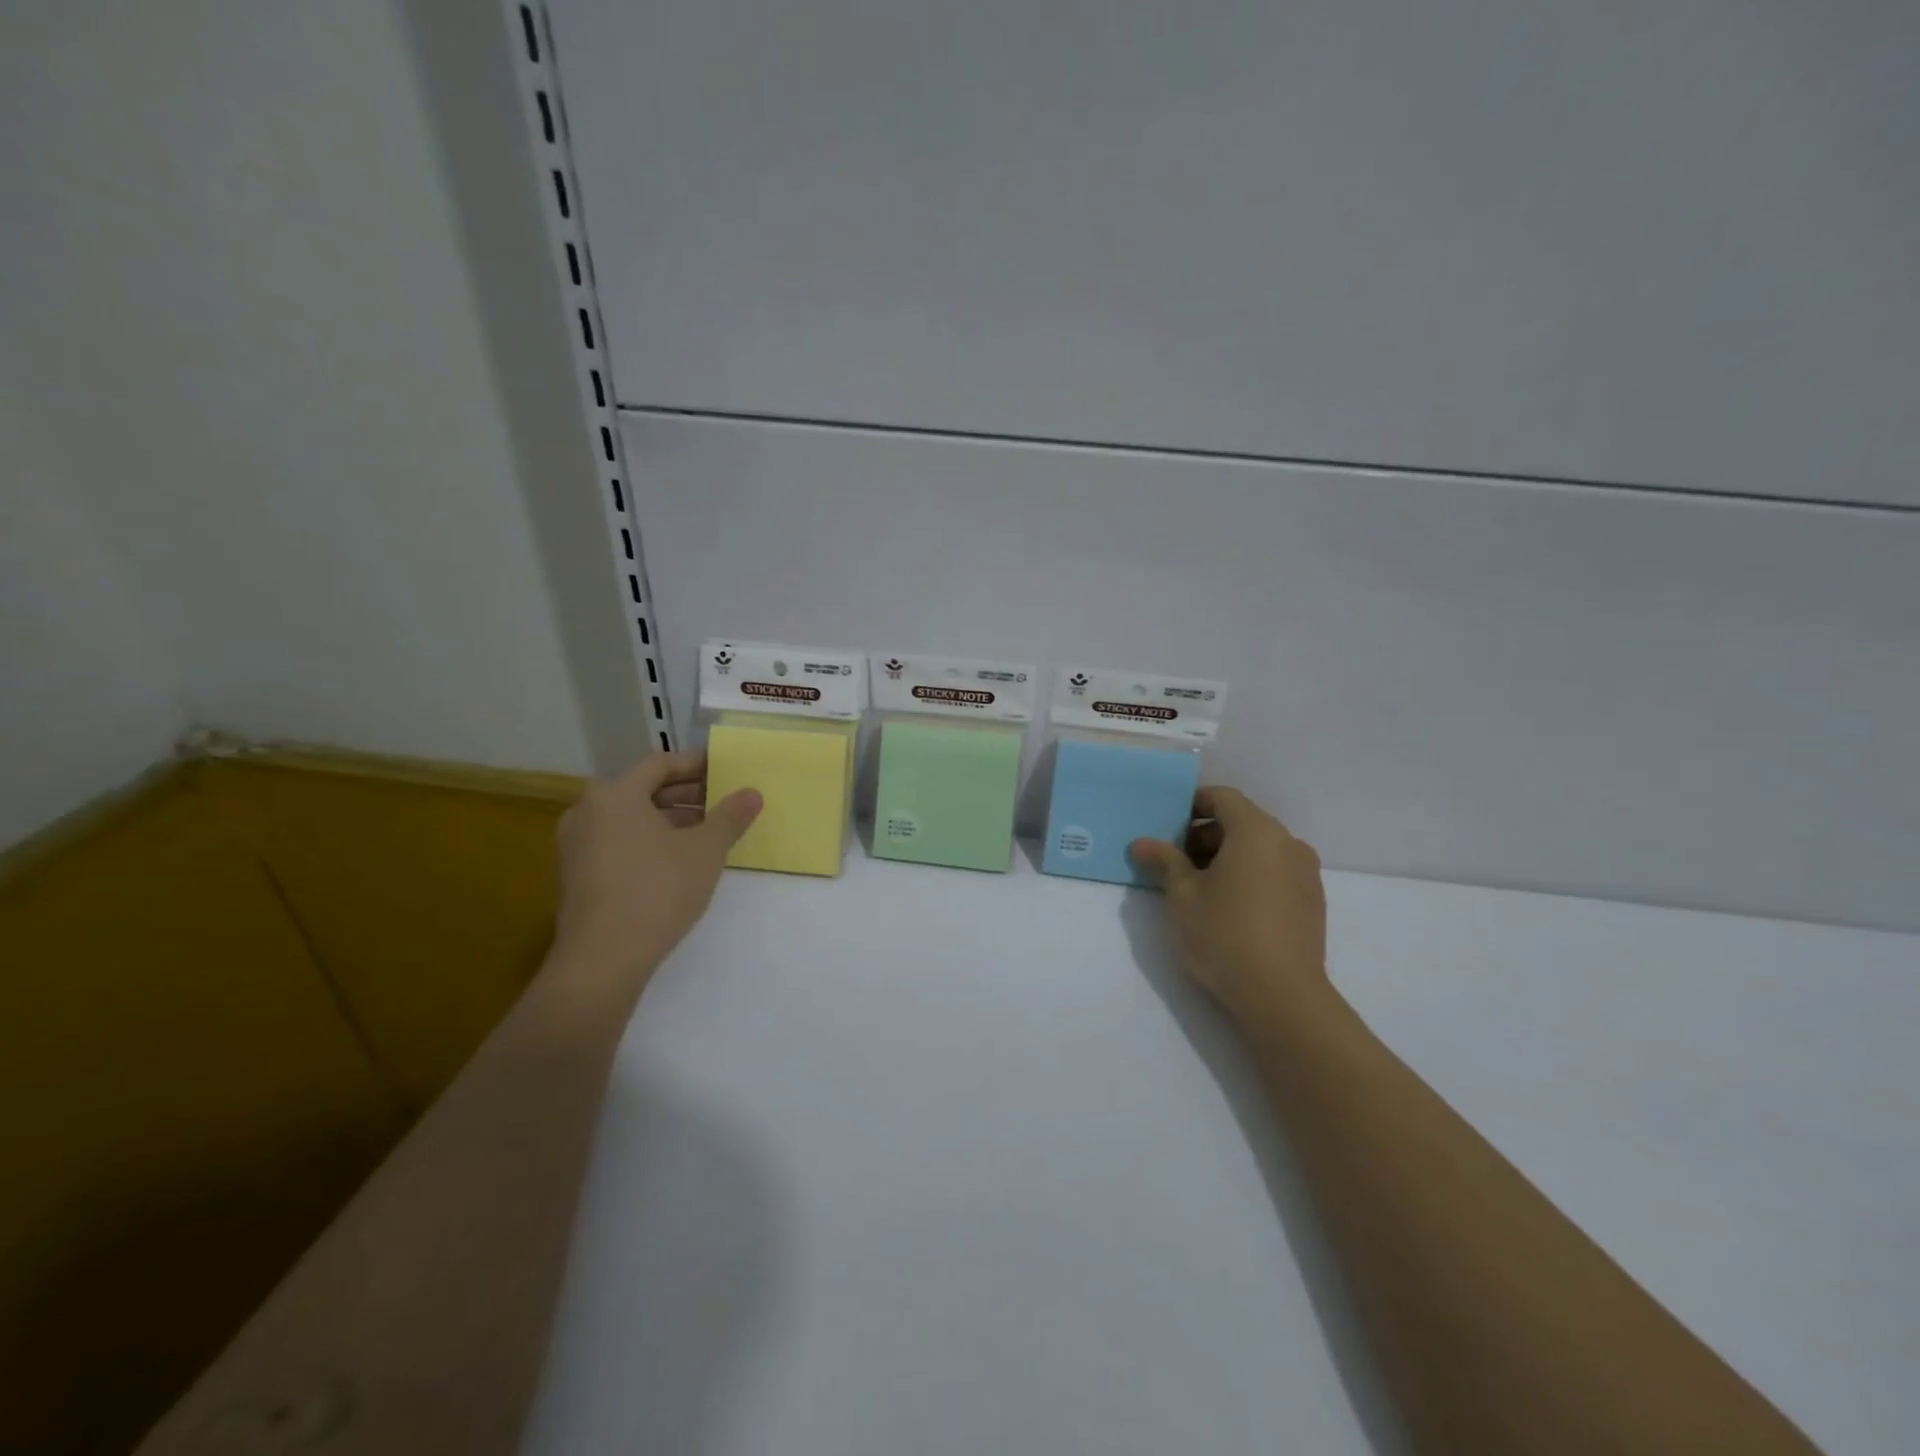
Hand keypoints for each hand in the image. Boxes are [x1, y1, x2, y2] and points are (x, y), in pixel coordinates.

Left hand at [549, 751, 761, 997]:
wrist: (602, 959)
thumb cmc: (657, 891)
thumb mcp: (705, 850)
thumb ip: (730, 816)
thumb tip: (752, 792)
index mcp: (615, 794)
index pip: (660, 763)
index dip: (696, 765)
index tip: (725, 772)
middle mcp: (587, 810)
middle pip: (643, 789)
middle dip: (686, 794)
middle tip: (722, 803)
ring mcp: (576, 844)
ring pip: (630, 817)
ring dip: (669, 818)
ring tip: (706, 833)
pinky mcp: (576, 874)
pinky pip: (617, 841)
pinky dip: (647, 840)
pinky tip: (677, 860)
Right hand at [1129, 787, 1332, 1027]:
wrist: (1282, 997)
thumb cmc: (1224, 935)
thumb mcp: (1182, 896)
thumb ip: (1163, 861)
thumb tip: (1142, 843)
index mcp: (1257, 832)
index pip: (1223, 797)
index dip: (1192, 804)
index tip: (1168, 826)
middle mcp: (1288, 843)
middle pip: (1242, 822)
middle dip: (1206, 835)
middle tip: (1175, 862)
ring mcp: (1306, 873)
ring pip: (1260, 849)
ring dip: (1227, 857)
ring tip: (1199, 889)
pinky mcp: (1312, 901)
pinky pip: (1275, 872)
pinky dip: (1250, 876)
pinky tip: (1230, 908)